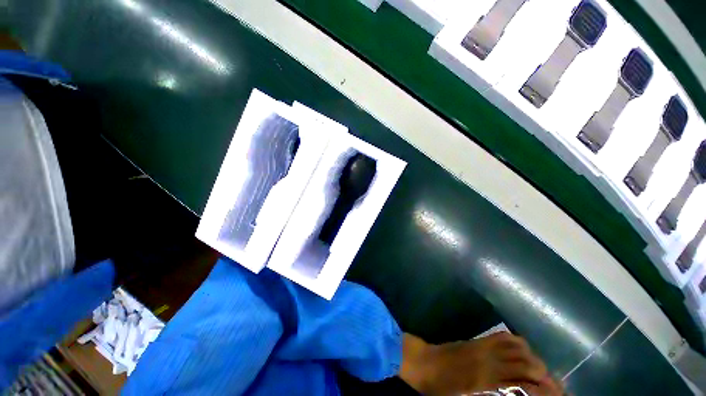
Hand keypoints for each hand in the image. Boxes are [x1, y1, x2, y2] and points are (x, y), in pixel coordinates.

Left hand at [399, 332, 562, 394]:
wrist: (422, 363)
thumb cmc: (439, 388)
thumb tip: (512, 393)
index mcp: (485, 381)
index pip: (522, 384)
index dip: (543, 390)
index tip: (557, 395)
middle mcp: (487, 361)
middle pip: (524, 363)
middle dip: (545, 375)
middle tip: (556, 387)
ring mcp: (481, 347)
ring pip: (516, 347)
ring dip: (534, 358)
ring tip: (542, 372)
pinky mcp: (476, 341)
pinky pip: (501, 338)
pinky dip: (517, 343)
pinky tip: (524, 352)